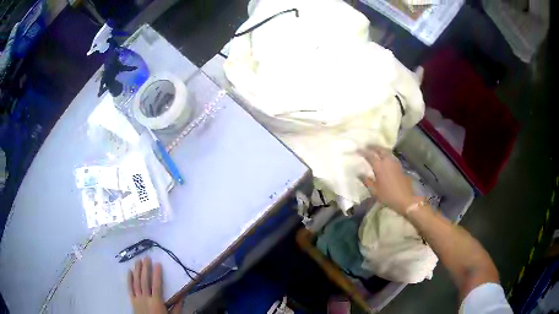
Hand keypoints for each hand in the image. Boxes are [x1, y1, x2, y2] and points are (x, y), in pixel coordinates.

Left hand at [128, 257, 183, 313]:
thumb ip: (177, 306)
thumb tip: (183, 295)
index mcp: (156, 301)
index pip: (156, 285)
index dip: (157, 274)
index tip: (158, 264)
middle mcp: (145, 298)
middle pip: (144, 281)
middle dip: (145, 268)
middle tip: (146, 257)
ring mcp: (137, 298)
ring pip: (136, 282)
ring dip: (137, 271)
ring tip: (138, 261)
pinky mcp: (132, 300)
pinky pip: (129, 288)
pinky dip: (129, 279)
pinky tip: (129, 271)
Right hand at [359, 146, 418, 214]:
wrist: (406, 199)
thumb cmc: (388, 196)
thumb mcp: (375, 191)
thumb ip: (367, 181)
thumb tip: (359, 174)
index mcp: (380, 166)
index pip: (369, 155)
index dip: (363, 151)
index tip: (357, 149)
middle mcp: (388, 161)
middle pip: (380, 149)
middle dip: (373, 147)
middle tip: (367, 146)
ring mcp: (395, 163)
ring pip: (387, 152)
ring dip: (381, 149)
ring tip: (376, 150)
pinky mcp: (400, 166)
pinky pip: (392, 156)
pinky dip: (387, 154)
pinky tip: (385, 158)